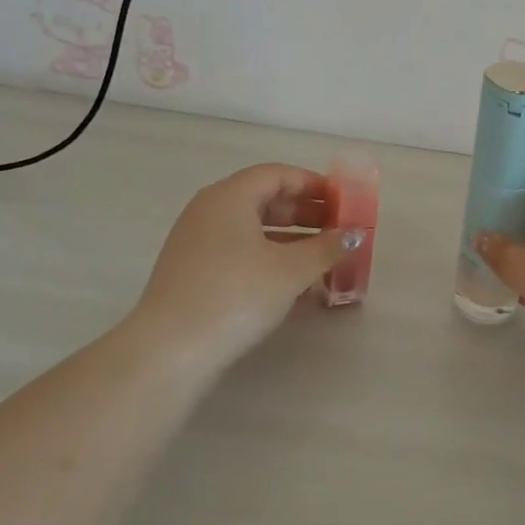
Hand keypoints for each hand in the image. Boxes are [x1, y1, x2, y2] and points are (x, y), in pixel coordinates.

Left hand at [134, 164, 361, 366]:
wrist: (170, 350)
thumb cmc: (236, 295)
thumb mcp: (291, 270)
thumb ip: (326, 247)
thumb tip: (353, 234)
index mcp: (230, 196)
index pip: (277, 175)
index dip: (312, 184)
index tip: (341, 200)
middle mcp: (208, 210)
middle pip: (263, 198)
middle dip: (304, 212)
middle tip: (336, 228)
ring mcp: (196, 240)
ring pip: (251, 227)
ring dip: (289, 237)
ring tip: (321, 256)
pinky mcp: (191, 270)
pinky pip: (237, 249)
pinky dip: (267, 255)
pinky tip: (290, 280)